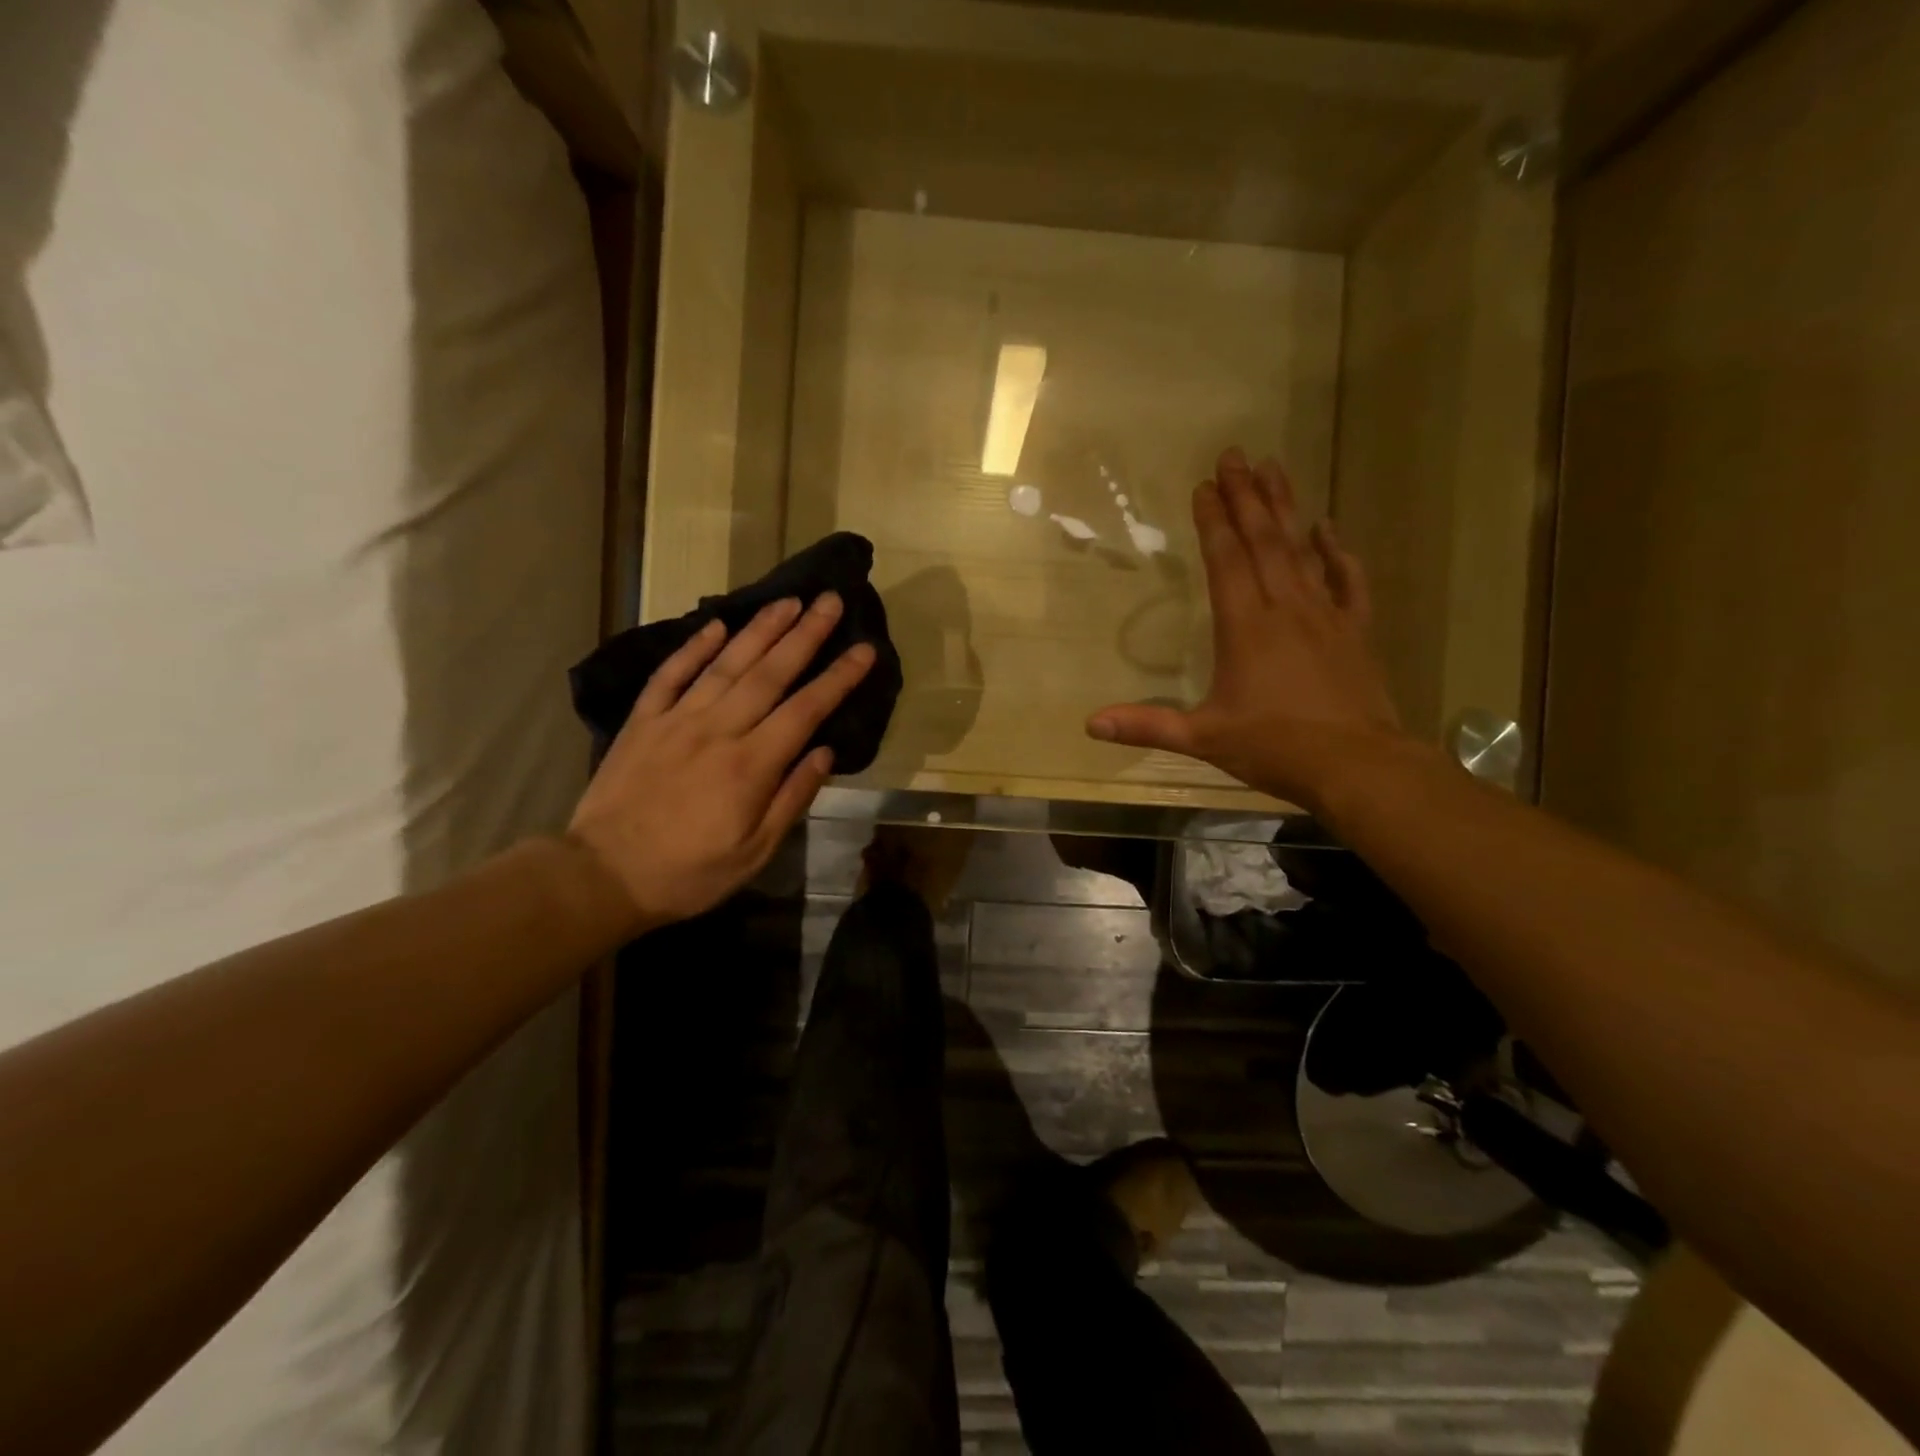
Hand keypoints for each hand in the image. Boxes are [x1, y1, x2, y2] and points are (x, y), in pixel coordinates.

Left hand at [567, 594, 873, 932]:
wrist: (603, 876)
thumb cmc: (689, 872)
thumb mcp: (754, 853)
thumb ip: (792, 798)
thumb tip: (825, 752)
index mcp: (751, 766)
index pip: (806, 710)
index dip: (838, 677)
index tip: (864, 649)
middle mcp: (718, 730)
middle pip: (769, 673)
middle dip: (805, 634)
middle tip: (830, 600)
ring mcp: (676, 720)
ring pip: (725, 664)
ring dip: (759, 629)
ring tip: (788, 600)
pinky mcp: (643, 722)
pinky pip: (671, 675)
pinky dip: (694, 648)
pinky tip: (716, 626)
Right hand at [1087, 448, 1414, 810]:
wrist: (1356, 766)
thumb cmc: (1275, 748)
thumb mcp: (1203, 738)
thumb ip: (1147, 725)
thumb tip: (1089, 723)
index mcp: (1245, 628)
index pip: (1226, 561)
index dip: (1213, 521)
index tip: (1204, 485)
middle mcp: (1285, 609)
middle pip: (1264, 542)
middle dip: (1247, 497)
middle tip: (1235, 455)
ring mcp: (1325, 616)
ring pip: (1302, 550)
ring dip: (1286, 508)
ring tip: (1273, 468)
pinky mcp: (1354, 631)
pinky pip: (1347, 581)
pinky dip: (1337, 553)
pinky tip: (1328, 528)